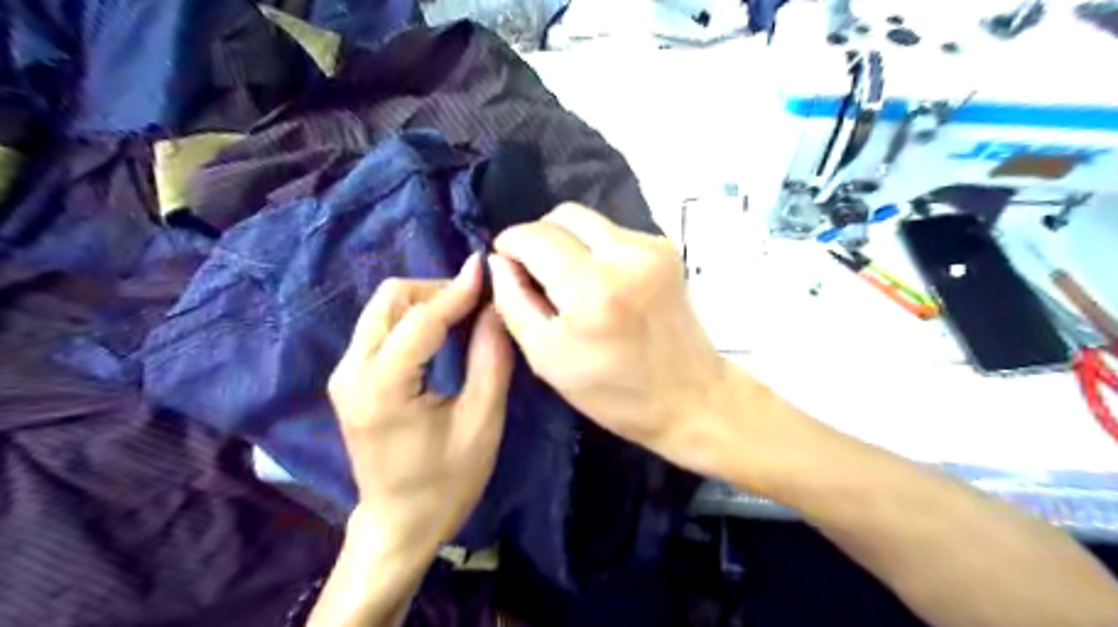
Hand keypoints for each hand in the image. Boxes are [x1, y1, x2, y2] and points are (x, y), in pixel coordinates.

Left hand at [327, 251, 511, 550]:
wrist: (399, 523)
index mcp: (382, 388)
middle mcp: (351, 372)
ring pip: (383, 308)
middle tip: (478, 303)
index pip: (421, 319)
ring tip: (466, 314)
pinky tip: (443, 331)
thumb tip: (495, 308)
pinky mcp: (350, 378)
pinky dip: (414, 317)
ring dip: (426, 301)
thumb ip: (491, 360)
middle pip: (390, 299)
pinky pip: (381, 327)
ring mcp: (344, 374)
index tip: (486, 268)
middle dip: (437, 290)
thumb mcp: (482, 423)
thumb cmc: (447, 483)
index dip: (457, 290)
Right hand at [491, 202, 734, 472]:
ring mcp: (652, 247)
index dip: (511, 243)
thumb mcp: (546, 358)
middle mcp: (627, 255)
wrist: (689, 396)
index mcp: (593, 290)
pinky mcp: (666, 247)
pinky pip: (612, 232)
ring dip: (567, 242)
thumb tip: (499, 260)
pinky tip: (599, 283)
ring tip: (569, 282)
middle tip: (535, 273)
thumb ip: (513, 302)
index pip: (535, 236)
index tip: (506, 263)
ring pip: (588, 220)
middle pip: (563, 215)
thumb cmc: (613, 392)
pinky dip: (594, 249)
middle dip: (539, 238)